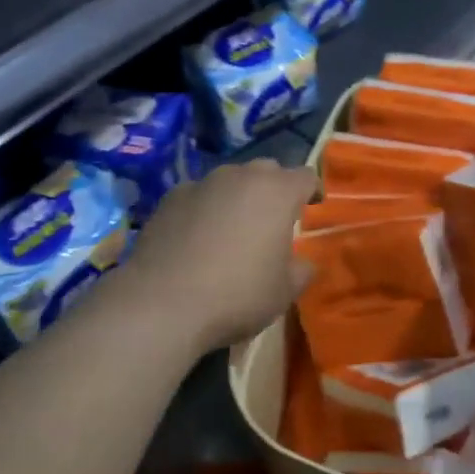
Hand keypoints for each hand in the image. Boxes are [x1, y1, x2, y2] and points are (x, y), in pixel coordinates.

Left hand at [118, 159, 318, 353]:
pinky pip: (198, 195)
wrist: (162, 303)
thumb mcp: (284, 292)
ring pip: (229, 179)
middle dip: (274, 189)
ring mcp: (202, 183)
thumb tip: (302, 262)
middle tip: (272, 219)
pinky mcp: (170, 197)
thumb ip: (300, 270)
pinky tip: (196, 237)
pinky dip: (204, 209)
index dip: (312, 190)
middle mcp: (241, 176)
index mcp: (277, 192)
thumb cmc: (237, 295)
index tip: (312, 207)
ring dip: (237, 196)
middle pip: (267, 170)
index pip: (305, 176)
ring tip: (232, 227)